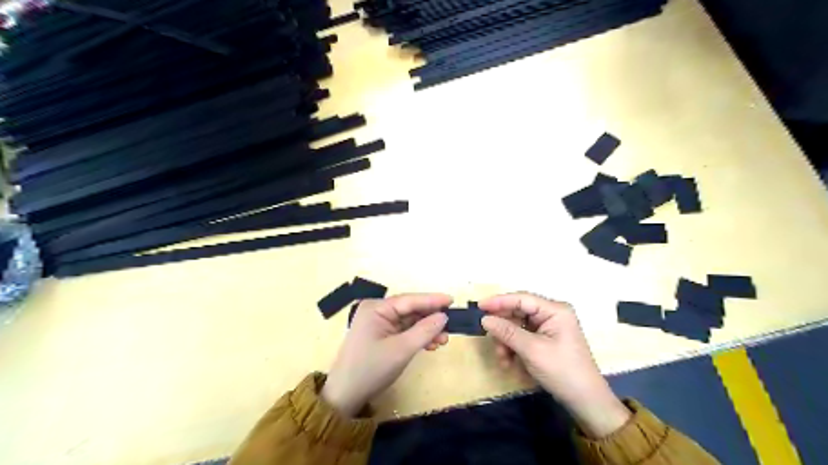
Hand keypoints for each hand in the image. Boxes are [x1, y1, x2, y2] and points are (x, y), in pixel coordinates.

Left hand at [323, 293, 451, 415]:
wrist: (346, 396)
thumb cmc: (371, 369)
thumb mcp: (401, 350)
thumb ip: (424, 331)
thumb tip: (443, 316)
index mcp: (376, 308)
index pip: (409, 300)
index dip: (432, 300)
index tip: (453, 300)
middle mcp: (377, 311)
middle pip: (410, 310)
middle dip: (430, 318)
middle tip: (451, 325)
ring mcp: (378, 324)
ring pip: (409, 321)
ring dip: (426, 330)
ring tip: (443, 340)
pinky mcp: (381, 336)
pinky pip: (404, 331)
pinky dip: (418, 337)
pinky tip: (431, 344)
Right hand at [479, 292, 628, 437]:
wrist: (585, 401)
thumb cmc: (562, 371)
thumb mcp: (532, 350)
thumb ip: (507, 332)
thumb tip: (485, 319)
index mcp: (554, 310)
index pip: (521, 299)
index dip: (499, 301)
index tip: (479, 307)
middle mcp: (552, 314)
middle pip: (518, 313)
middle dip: (503, 328)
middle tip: (490, 339)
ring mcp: (549, 327)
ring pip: (517, 326)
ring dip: (507, 341)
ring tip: (503, 359)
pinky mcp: (545, 340)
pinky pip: (523, 337)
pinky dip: (514, 348)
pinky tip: (510, 362)